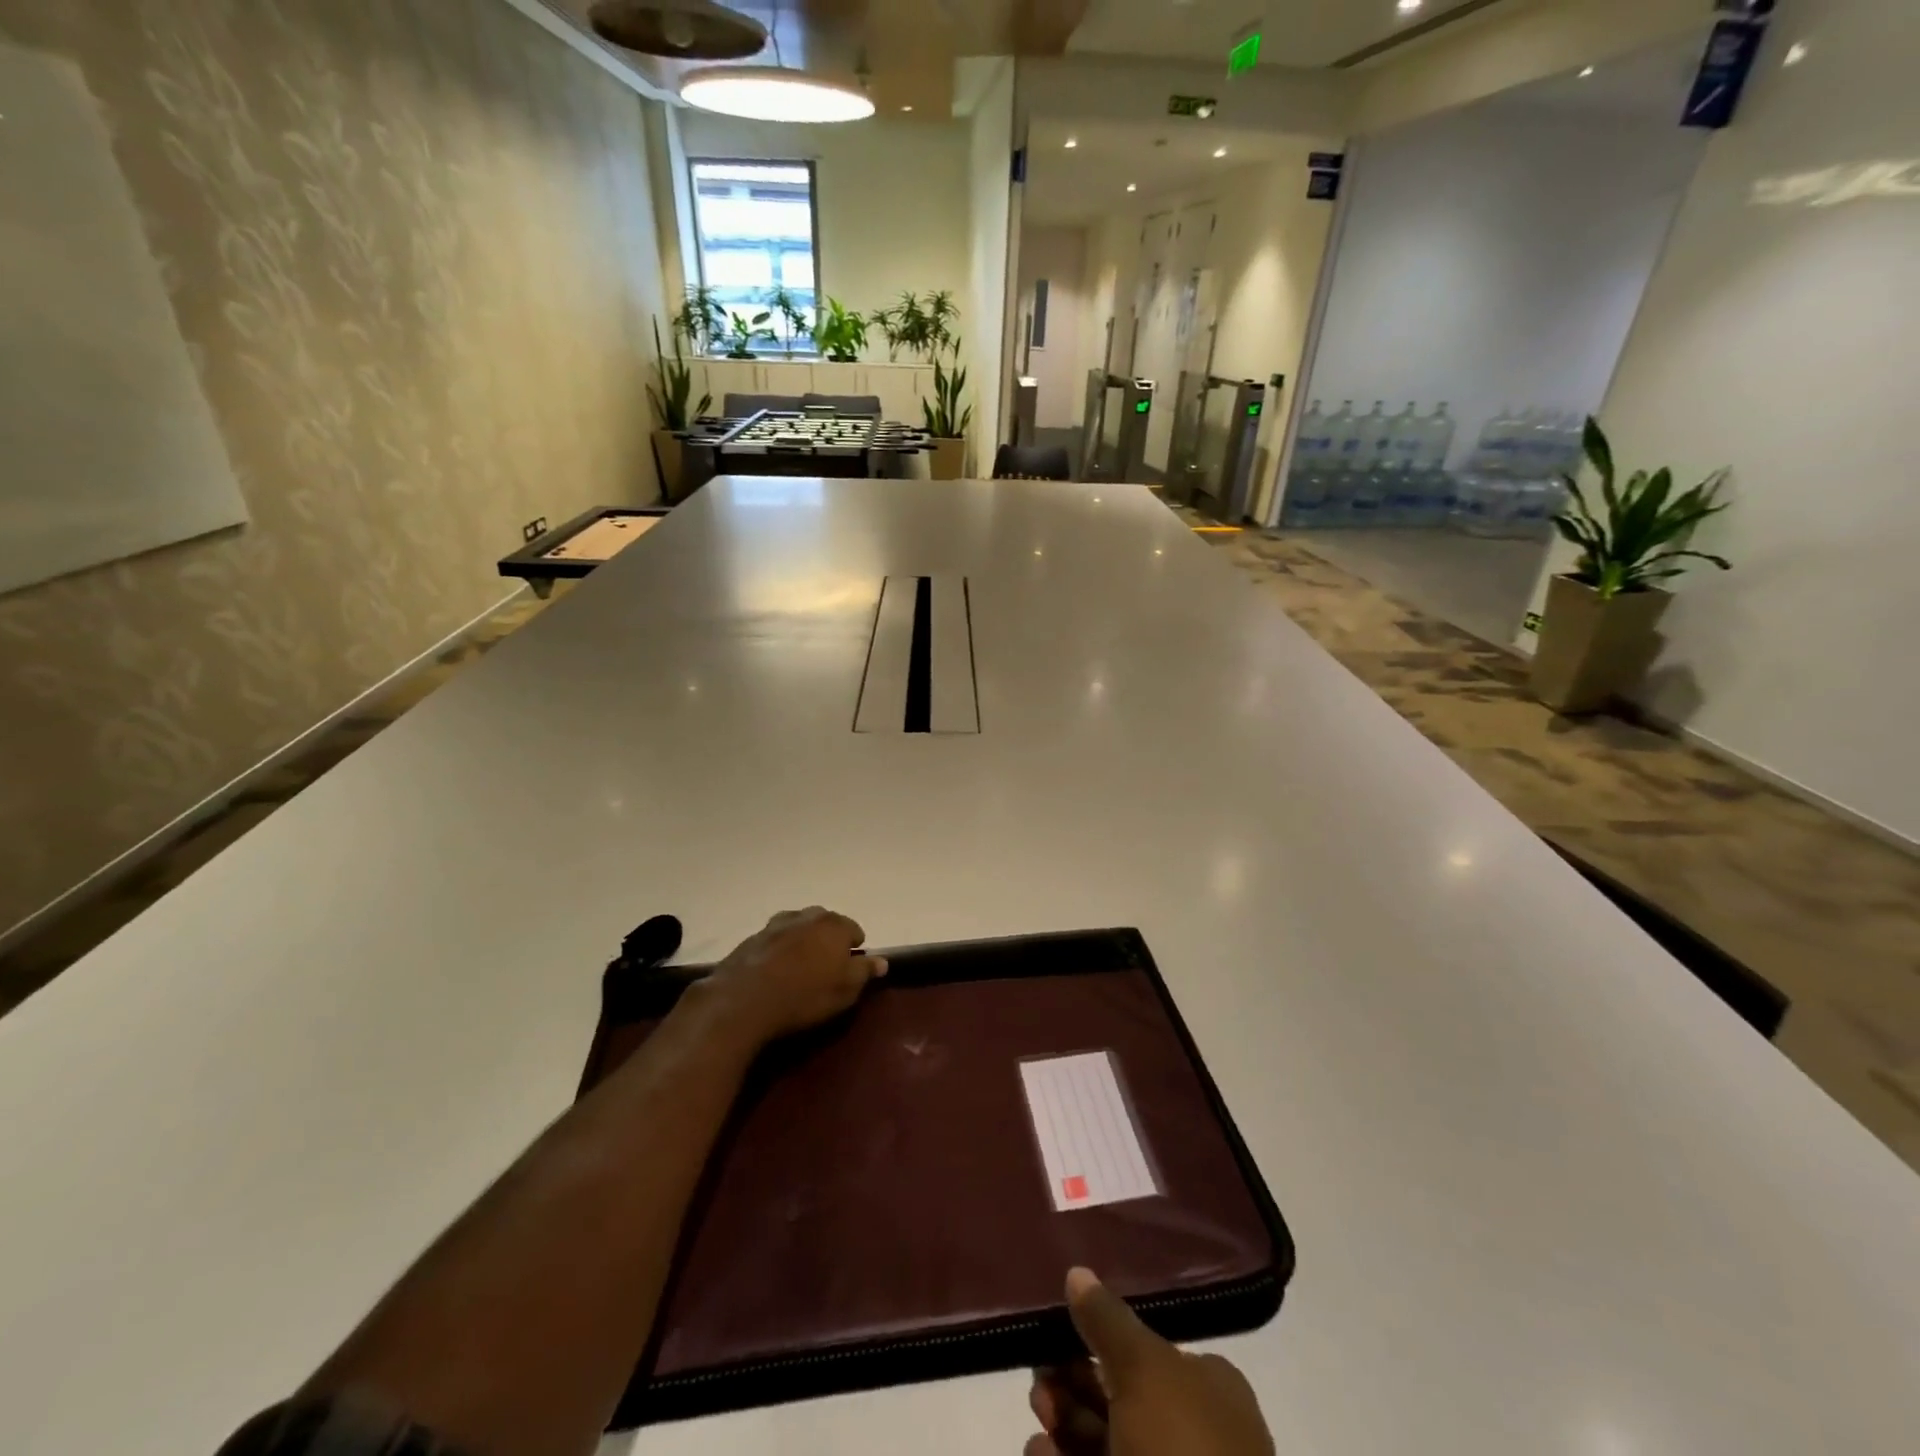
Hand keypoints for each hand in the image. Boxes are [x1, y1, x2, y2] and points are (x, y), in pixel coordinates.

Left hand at [701, 907, 886, 1046]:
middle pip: (825, 923)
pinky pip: (774, 940)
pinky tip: (775, 971)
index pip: (855, 930)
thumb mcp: (845, 990)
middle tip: (826, 968)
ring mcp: (777, 924)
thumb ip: (865, 972)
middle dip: (828, 940)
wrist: (744, 1000)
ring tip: (799, 968)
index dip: (855, 949)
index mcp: (835, 925)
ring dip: (802, 942)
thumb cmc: (805, 995)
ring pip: (798, 928)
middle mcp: (807, 916)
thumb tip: (882, 961)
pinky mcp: (752, 937)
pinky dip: (779, 950)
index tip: (851, 969)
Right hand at [1026, 1268, 1273, 1455]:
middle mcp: (1191, 1432)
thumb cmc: (1182, 1450)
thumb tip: (1077, 1272)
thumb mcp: (1143, 1368)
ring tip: (1038, 1419)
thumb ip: (1106, 1319)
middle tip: (1039, 1383)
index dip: (1099, 1341)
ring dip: (1064, 1425)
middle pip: (1118, 1396)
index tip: (1058, 1337)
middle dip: (1072, 1386)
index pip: (1145, 1351)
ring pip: (1104, 1440)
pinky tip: (1038, 1453)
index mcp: (1207, 1389)